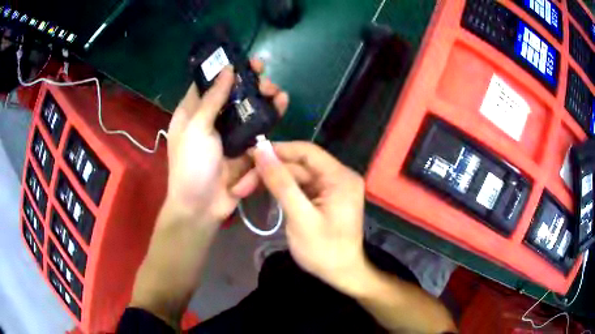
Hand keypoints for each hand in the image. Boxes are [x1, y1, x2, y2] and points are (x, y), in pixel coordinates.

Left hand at [165, 60, 288, 224]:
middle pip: (232, 93)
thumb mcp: (197, 129)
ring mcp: (229, 133)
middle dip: (249, 81)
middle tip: (263, 73)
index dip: (224, 69)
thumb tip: (227, 69)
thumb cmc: (191, 165)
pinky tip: (282, 104)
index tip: (242, 60)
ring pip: (248, 107)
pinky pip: (259, 127)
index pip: (208, 83)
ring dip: (263, 96)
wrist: (201, 207)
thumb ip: (212, 99)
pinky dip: (271, 115)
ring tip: (276, 90)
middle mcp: (211, 119)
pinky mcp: (245, 147)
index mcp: (192, 112)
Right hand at [253, 141, 366, 291]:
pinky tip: (263, 192)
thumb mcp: (300, 217)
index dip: (277, 150)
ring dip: (272, 180)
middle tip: (240, 184)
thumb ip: (281, 183)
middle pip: (299, 165)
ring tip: (244, 188)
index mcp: (340, 177)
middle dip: (269, 171)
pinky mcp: (324, 197)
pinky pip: (300, 186)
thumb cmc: (324, 251)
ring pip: (297, 175)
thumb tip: (261, 151)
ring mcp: (332, 187)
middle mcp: (339, 176)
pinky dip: (282, 189)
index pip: (306, 151)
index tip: (249, 156)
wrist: (342, 275)